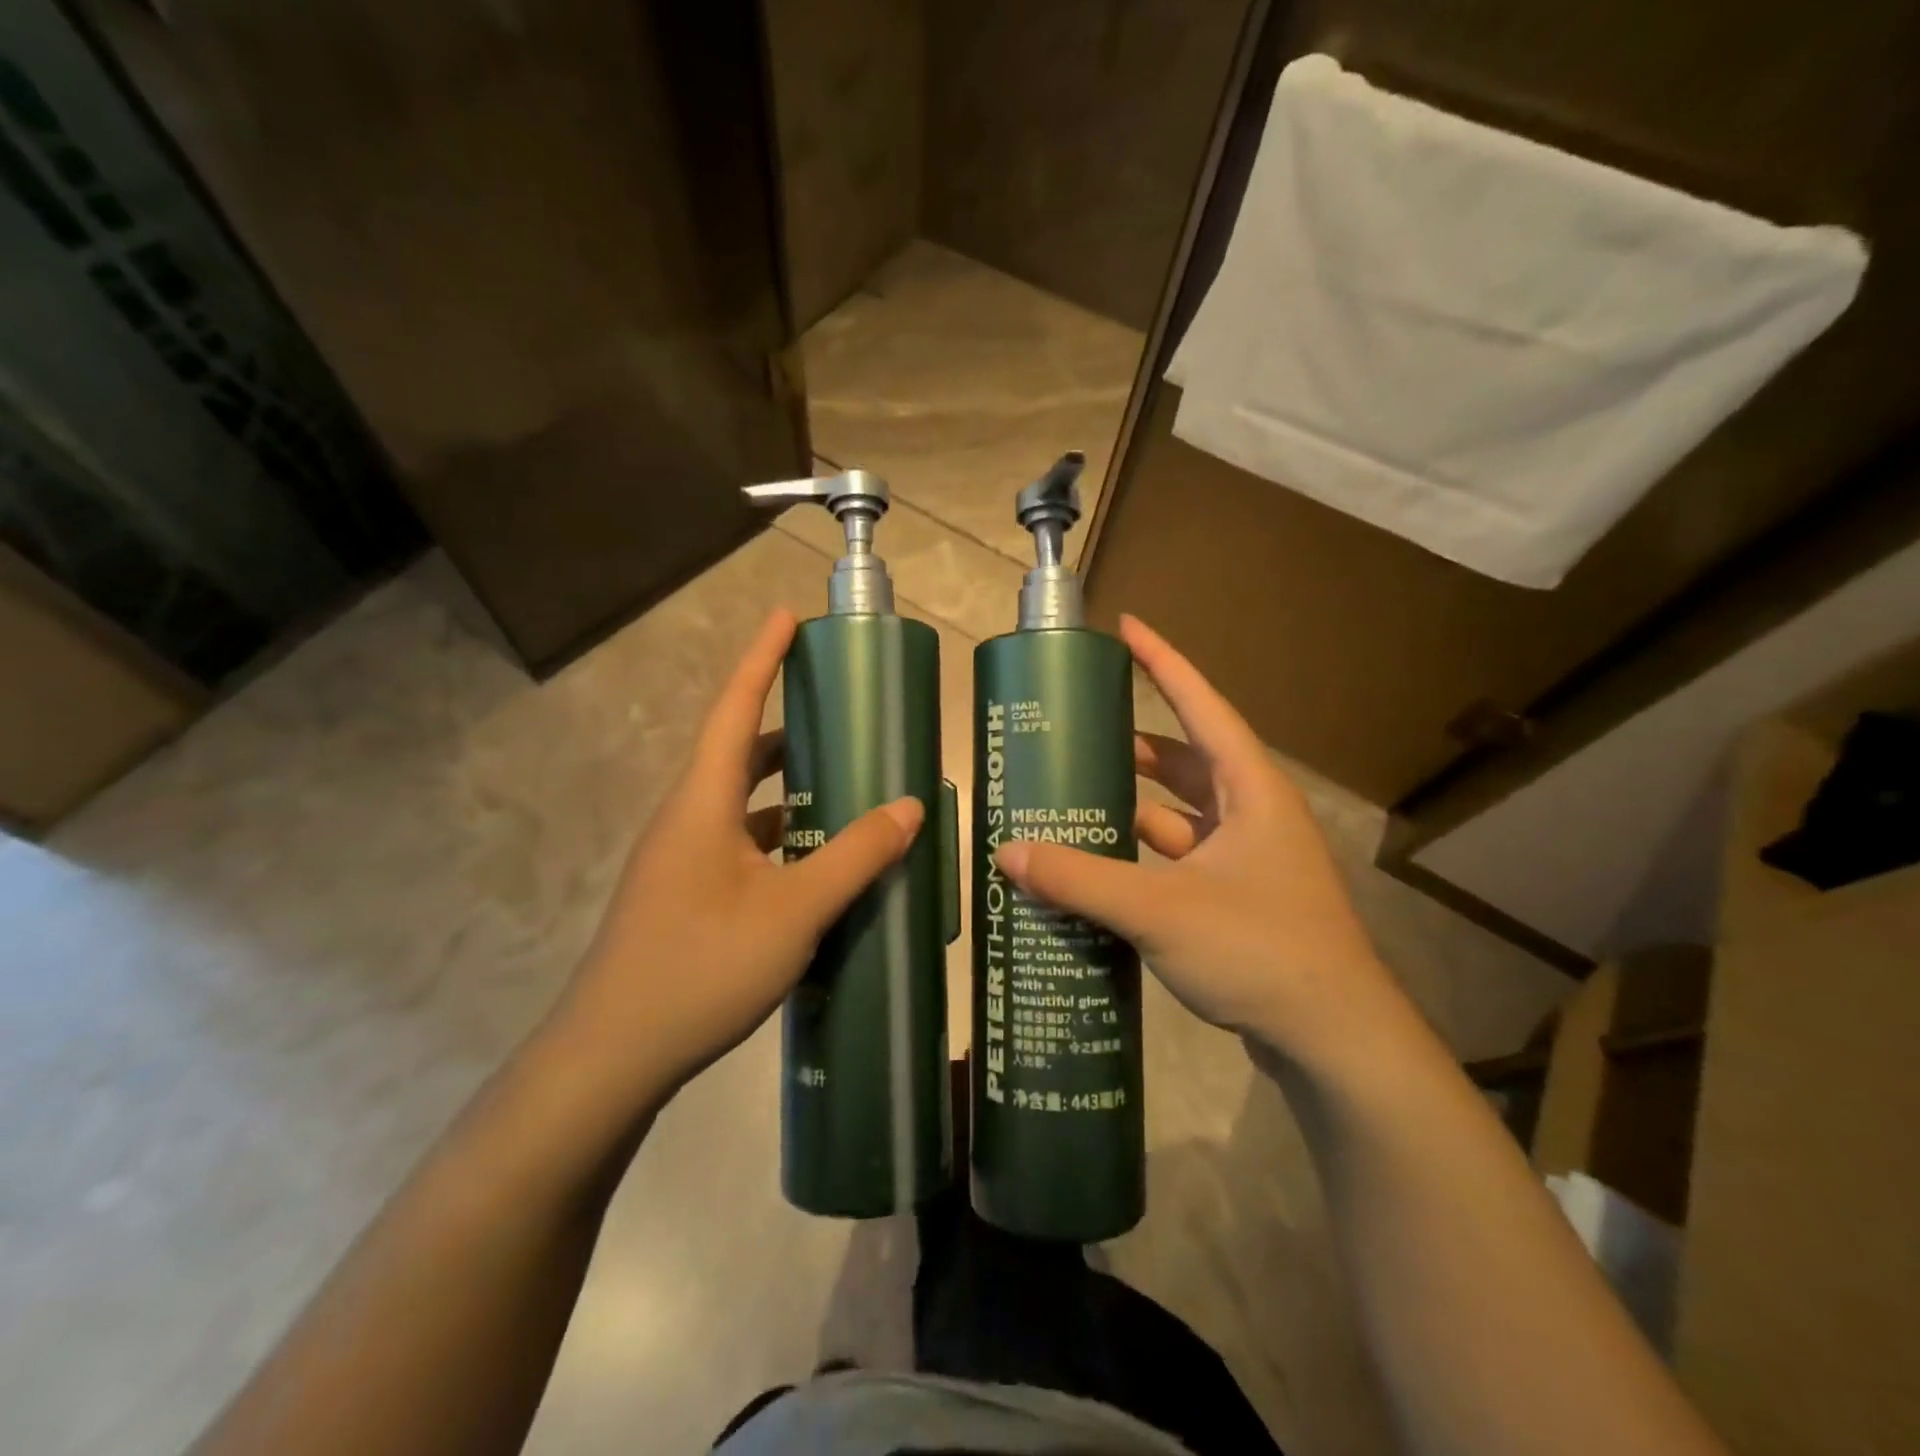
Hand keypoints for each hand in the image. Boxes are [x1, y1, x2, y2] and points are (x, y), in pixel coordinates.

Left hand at [552, 609, 923, 1101]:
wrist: (611, 1058)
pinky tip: (816, 868)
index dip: (761, 659)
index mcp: (703, 803)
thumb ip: (855, 856)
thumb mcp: (794, 912)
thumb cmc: (700, 968)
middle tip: (841, 717)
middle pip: (740, 754)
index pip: (735, 709)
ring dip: (788, 792)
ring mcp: (681, 861)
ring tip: (845, 790)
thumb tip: (910, 806)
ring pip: (742, 806)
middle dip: (788, 728)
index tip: (786, 617)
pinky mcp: (684, 897)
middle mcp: (687, 820)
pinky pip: (740, 847)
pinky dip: (780, 841)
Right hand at [994, 616, 1398, 1065]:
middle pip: (1185, 759)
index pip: (1201, 704)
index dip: (1163, 662)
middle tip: (1076, 731)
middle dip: (1133, 743)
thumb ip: (1081, 880)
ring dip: (1133, 805)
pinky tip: (1099, 865)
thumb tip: (1007, 854)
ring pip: (1180, 814)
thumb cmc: (1261, 950)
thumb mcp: (1161, 910)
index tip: (1126, 627)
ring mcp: (1247, 859)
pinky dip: (1141, 855)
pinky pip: (1178, 858)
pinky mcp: (1237, 898)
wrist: (1334, 1041)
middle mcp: (1252, 814)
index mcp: (1250, 790)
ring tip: (1073, 796)